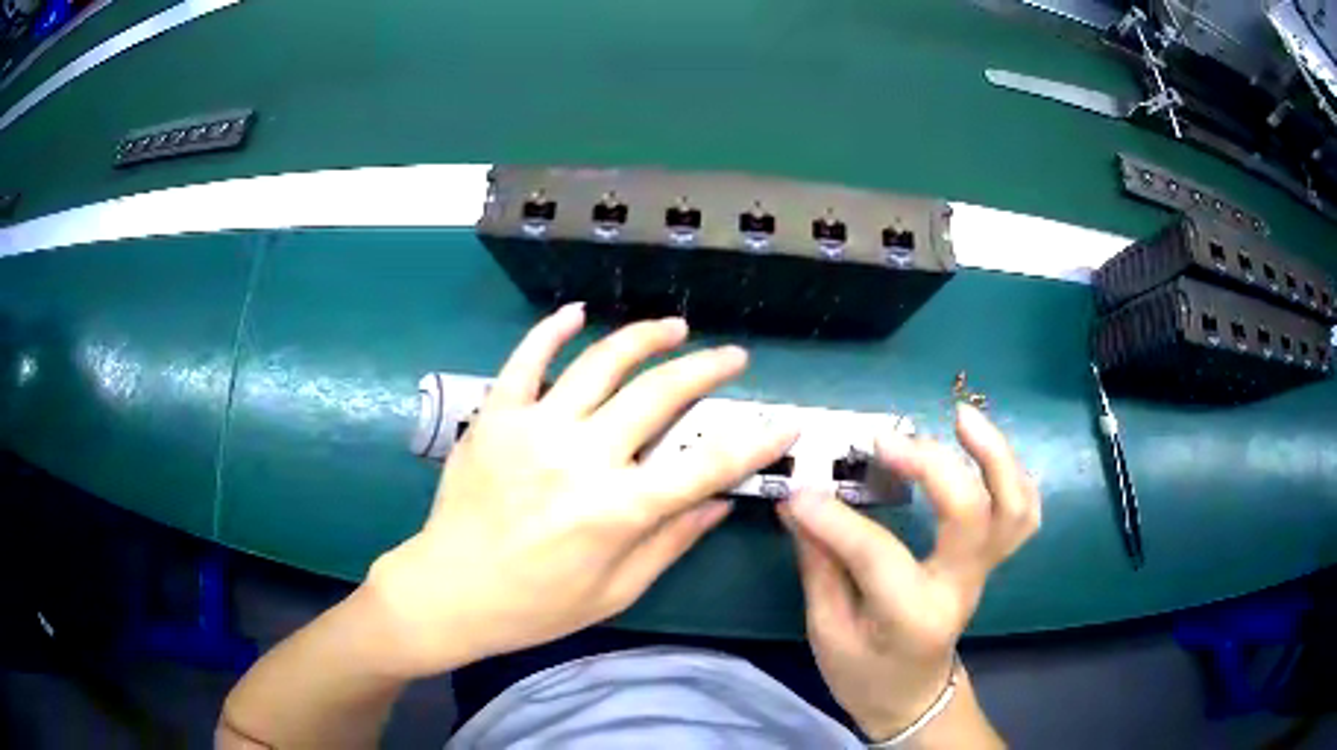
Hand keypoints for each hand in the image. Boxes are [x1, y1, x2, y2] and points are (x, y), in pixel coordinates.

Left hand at [368, 305, 795, 676]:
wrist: (449, 591)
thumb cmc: (536, 605)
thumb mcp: (616, 591)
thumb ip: (671, 541)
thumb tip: (721, 501)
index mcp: (617, 510)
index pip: (706, 465)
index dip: (755, 442)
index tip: (786, 422)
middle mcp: (582, 458)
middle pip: (660, 396)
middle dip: (707, 370)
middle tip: (733, 357)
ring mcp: (534, 428)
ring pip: (601, 363)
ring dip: (646, 337)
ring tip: (676, 327)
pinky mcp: (496, 417)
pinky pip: (526, 360)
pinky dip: (552, 330)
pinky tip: (577, 312)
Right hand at [778, 404, 1038, 740]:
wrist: (913, 697)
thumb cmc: (865, 675)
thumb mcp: (827, 632)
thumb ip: (818, 564)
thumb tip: (799, 502)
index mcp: (914, 616)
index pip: (877, 554)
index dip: (834, 518)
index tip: (798, 491)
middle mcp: (960, 588)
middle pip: (973, 513)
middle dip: (933, 465)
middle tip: (888, 439)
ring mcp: (983, 571)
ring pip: (1014, 506)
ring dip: (994, 455)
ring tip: (960, 417)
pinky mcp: (990, 560)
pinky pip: (1020, 512)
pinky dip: (1010, 473)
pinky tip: (982, 448)